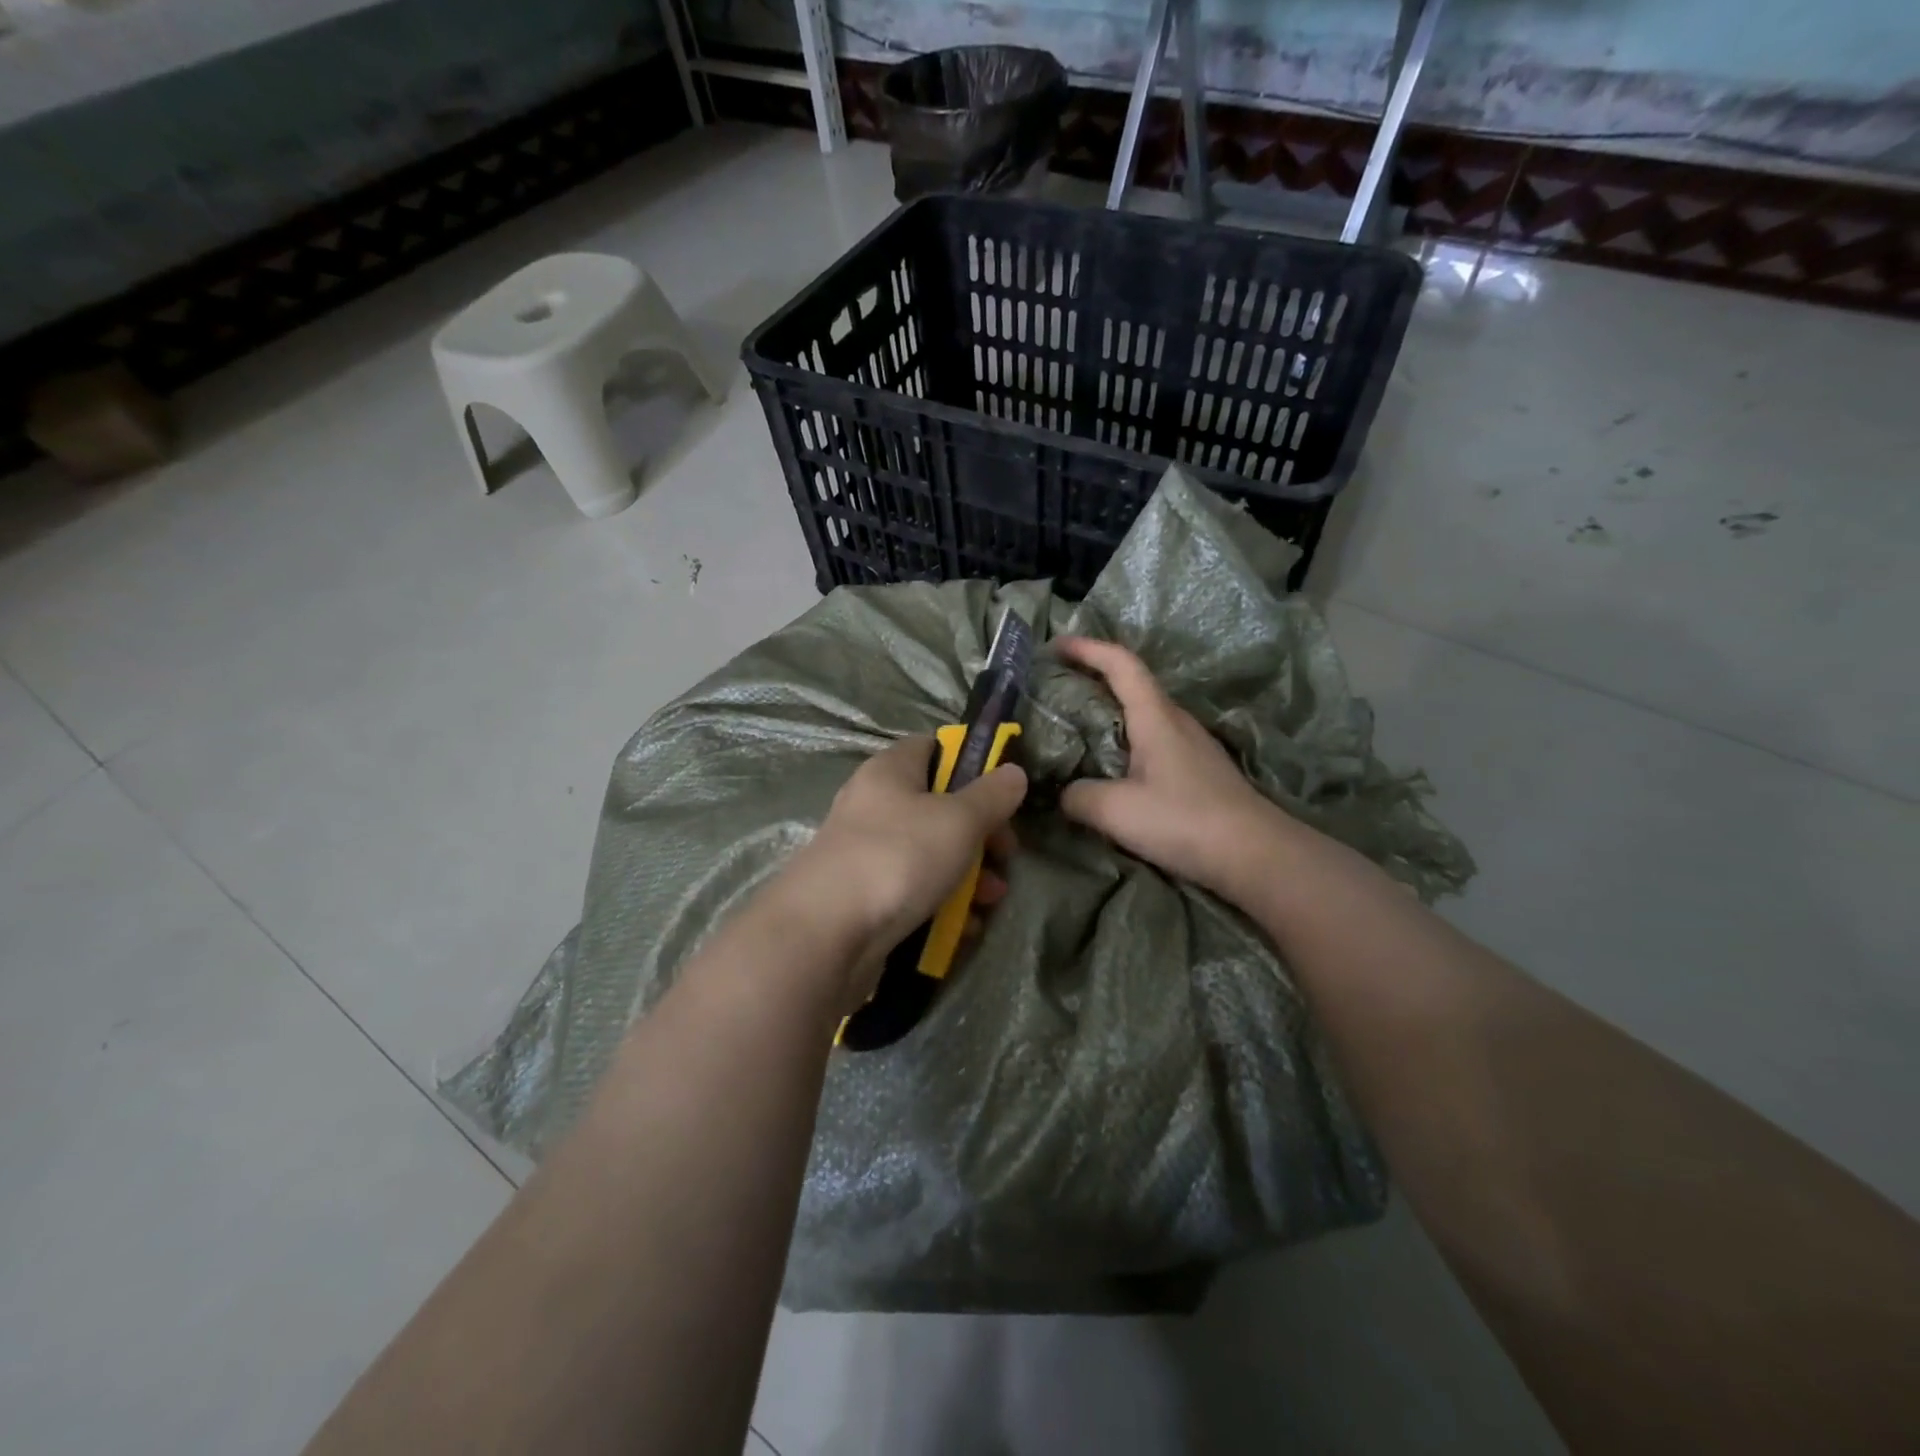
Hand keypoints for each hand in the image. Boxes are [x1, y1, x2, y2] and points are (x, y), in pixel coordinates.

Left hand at [781, 736, 1026, 1013]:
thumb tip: (1014, 772)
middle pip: (938, 806)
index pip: (933, 747)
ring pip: (929, 853)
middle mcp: (874, 805)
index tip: (1001, 794)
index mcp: (890, 771)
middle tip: (1005, 856)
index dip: (971, 764)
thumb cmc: (898, 857)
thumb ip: (992, 796)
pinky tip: (964, 927)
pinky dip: (941, 904)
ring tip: (992, 901)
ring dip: (968, 874)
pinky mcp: (864, 897)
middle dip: (980, 833)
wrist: (825, 935)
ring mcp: (866, 853)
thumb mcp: (959, 820)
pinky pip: (912, 890)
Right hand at [1055, 636, 1287, 900]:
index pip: (1121, 664)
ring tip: (1077, 727)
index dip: (1088, 648)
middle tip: (1058, 687)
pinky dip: (1125, 740)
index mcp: (1156, 717)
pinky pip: (1153, 741)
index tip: (1057, 645)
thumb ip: (1079, 796)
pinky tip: (1112, 767)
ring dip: (1111, 711)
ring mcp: (1192, 746)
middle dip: (1094, 677)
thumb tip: (1064, 793)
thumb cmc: (1184, 820)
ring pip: (1144, 715)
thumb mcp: (1116, 810)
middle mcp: (1176, 721)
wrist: (1256, 855)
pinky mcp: (1198, 771)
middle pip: (1133, 685)